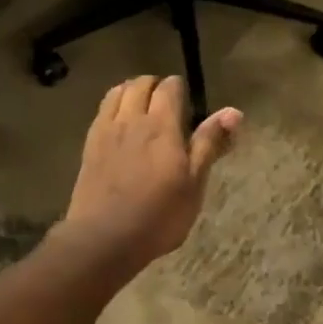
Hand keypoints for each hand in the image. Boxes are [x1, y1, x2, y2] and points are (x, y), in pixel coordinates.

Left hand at [59, 76, 240, 270]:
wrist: (103, 239)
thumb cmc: (159, 215)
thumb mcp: (194, 183)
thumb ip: (210, 143)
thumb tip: (233, 112)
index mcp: (161, 126)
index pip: (170, 87)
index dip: (180, 89)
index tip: (189, 105)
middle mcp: (132, 120)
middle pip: (140, 84)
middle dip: (155, 86)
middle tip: (168, 105)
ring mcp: (106, 131)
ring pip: (117, 92)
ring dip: (132, 91)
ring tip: (143, 108)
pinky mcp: (89, 146)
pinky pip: (102, 111)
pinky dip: (114, 106)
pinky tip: (121, 126)